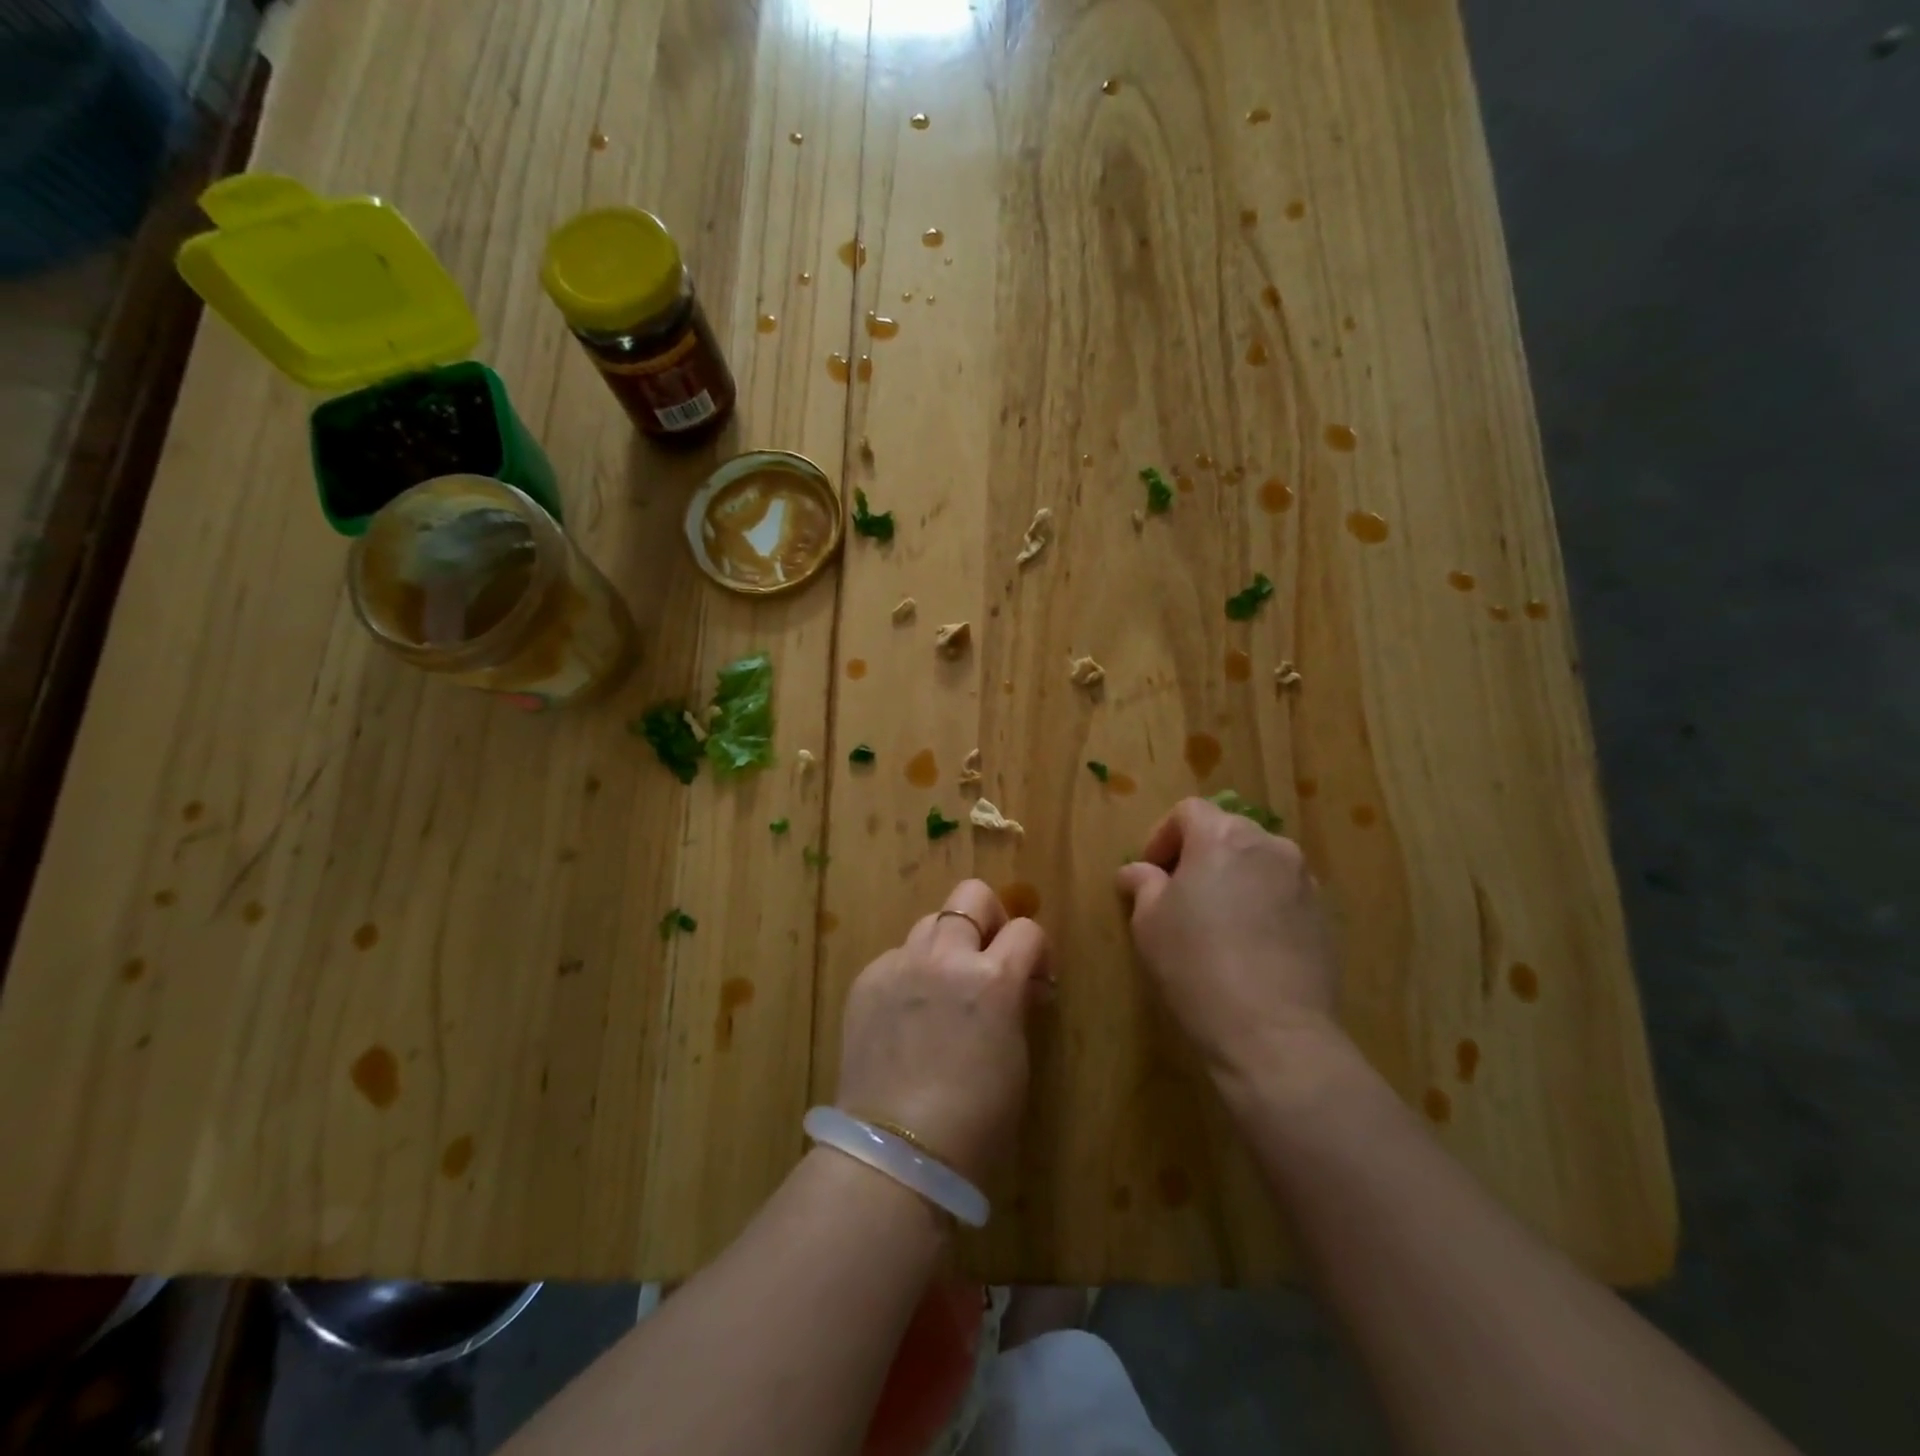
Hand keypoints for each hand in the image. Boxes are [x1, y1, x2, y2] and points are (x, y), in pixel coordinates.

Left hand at [834, 880, 1048, 1181]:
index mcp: (993, 978)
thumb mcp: (1015, 1055)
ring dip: (947, 943)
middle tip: (988, 958)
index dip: (1036, 952)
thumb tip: (1017, 986)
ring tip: (944, 985)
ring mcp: (901, 964)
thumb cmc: (977, 1120)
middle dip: (989, 918)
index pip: (1028, 931)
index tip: (1034, 980)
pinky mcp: (867, 980)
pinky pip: (897, 956)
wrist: (898, 1153)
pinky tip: (908, 1012)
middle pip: (972, 896)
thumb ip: (1014, 1004)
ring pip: (931, 921)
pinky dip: (910, 972)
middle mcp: (946, 957)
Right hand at [1116, 797, 1341, 1084]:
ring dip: (1234, 879)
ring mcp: (1303, 881)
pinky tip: (1249, 945)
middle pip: (1228, 833)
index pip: (1189, 812)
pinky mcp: (1324, 918)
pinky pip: (1283, 894)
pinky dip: (1262, 905)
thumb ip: (1143, 885)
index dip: (1163, 836)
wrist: (1272, 1032)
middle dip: (1200, 855)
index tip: (1151, 873)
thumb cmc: (1195, 965)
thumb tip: (1138, 872)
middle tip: (1179, 895)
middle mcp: (1269, 846)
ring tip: (1217, 921)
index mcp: (1222, 838)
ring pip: (1259, 863)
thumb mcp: (1148, 923)